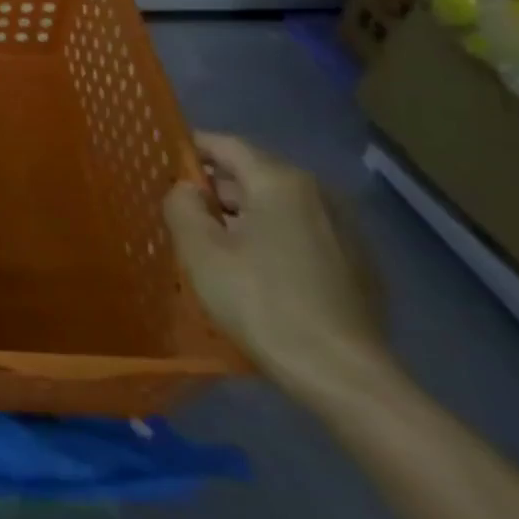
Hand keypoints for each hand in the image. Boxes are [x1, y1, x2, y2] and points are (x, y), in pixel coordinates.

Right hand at [163, 133, 384, 393]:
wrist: (342, 374)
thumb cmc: (260, 301)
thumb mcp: (199, 250)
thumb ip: (182, 205)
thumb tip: (188, 190)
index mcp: (280, 182)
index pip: (225, 145)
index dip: (189, 148)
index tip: (160, 163)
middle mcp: (318, 195)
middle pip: (252, 174)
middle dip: (214, 187)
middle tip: (179, 212)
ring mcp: (345, 229)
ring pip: (277, 205)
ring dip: (242, 215)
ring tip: (211, 243)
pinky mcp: (358, 263)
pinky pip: (300, 232)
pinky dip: (271, 237)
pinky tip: (253, 270)